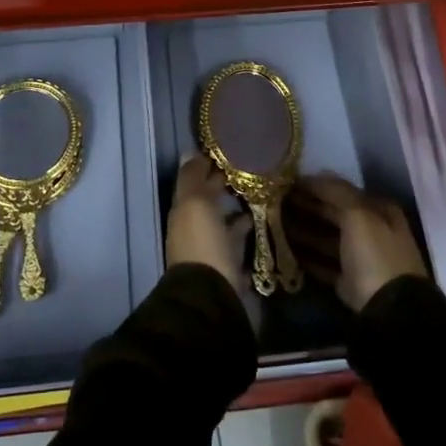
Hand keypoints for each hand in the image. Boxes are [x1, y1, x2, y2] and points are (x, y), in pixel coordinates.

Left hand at [166, 153, 249, 298]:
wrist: (212, 296)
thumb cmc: (203, 242)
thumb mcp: (195, 203)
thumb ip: (193, 178)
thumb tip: (190, 152)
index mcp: (183, 210)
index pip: (194, 180)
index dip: (208, 164)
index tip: (231, 149)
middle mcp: (195, 227)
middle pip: (209, 200)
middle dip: (224, 184)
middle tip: (251, 167)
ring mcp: (212, 247)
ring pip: (224, 220)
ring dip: (237, 208)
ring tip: (260, 191)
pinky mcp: (229, 266)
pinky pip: (238, 241)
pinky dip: (246, 230)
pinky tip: (262, 220)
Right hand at [284, 174, 427, 312]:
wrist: (390, 312)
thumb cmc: (375, 255)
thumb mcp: (357, 215)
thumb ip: (335, 192)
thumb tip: (314, 174)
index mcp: (379, 211)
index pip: (342, 192)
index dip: (316, 186)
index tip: (288, 183)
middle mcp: (372, 231)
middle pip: (334, 214)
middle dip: (307, 208)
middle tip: (275, 202)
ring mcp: (361, 259)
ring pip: (327, 239)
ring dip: (304, 231)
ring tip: (275, 224)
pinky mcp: (350, 284)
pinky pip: (325, 264)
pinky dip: (308, 258)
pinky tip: (287, 251)